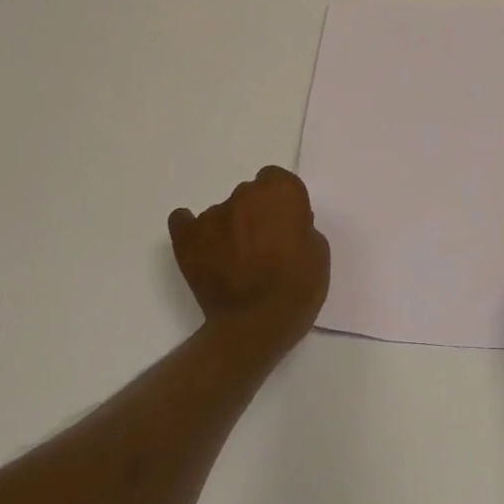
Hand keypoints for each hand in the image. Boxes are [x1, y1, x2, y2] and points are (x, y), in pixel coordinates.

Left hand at [169, 167, 330, 350]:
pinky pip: (185, 221)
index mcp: (279, 193)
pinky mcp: (186, 239)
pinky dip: (194, 231)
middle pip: (250, 194)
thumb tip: (284, 226)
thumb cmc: (297, 287)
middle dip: (257, 213)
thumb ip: (300, 227)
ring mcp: (211, 216)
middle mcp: (243, 195)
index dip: (282, 201)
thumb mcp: (318, 251)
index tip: (287, 223)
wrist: (255, 324)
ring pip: (223, 212)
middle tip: (265, 245)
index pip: (278, 179)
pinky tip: (203, 246)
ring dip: (231, 227)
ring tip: (237, 260)